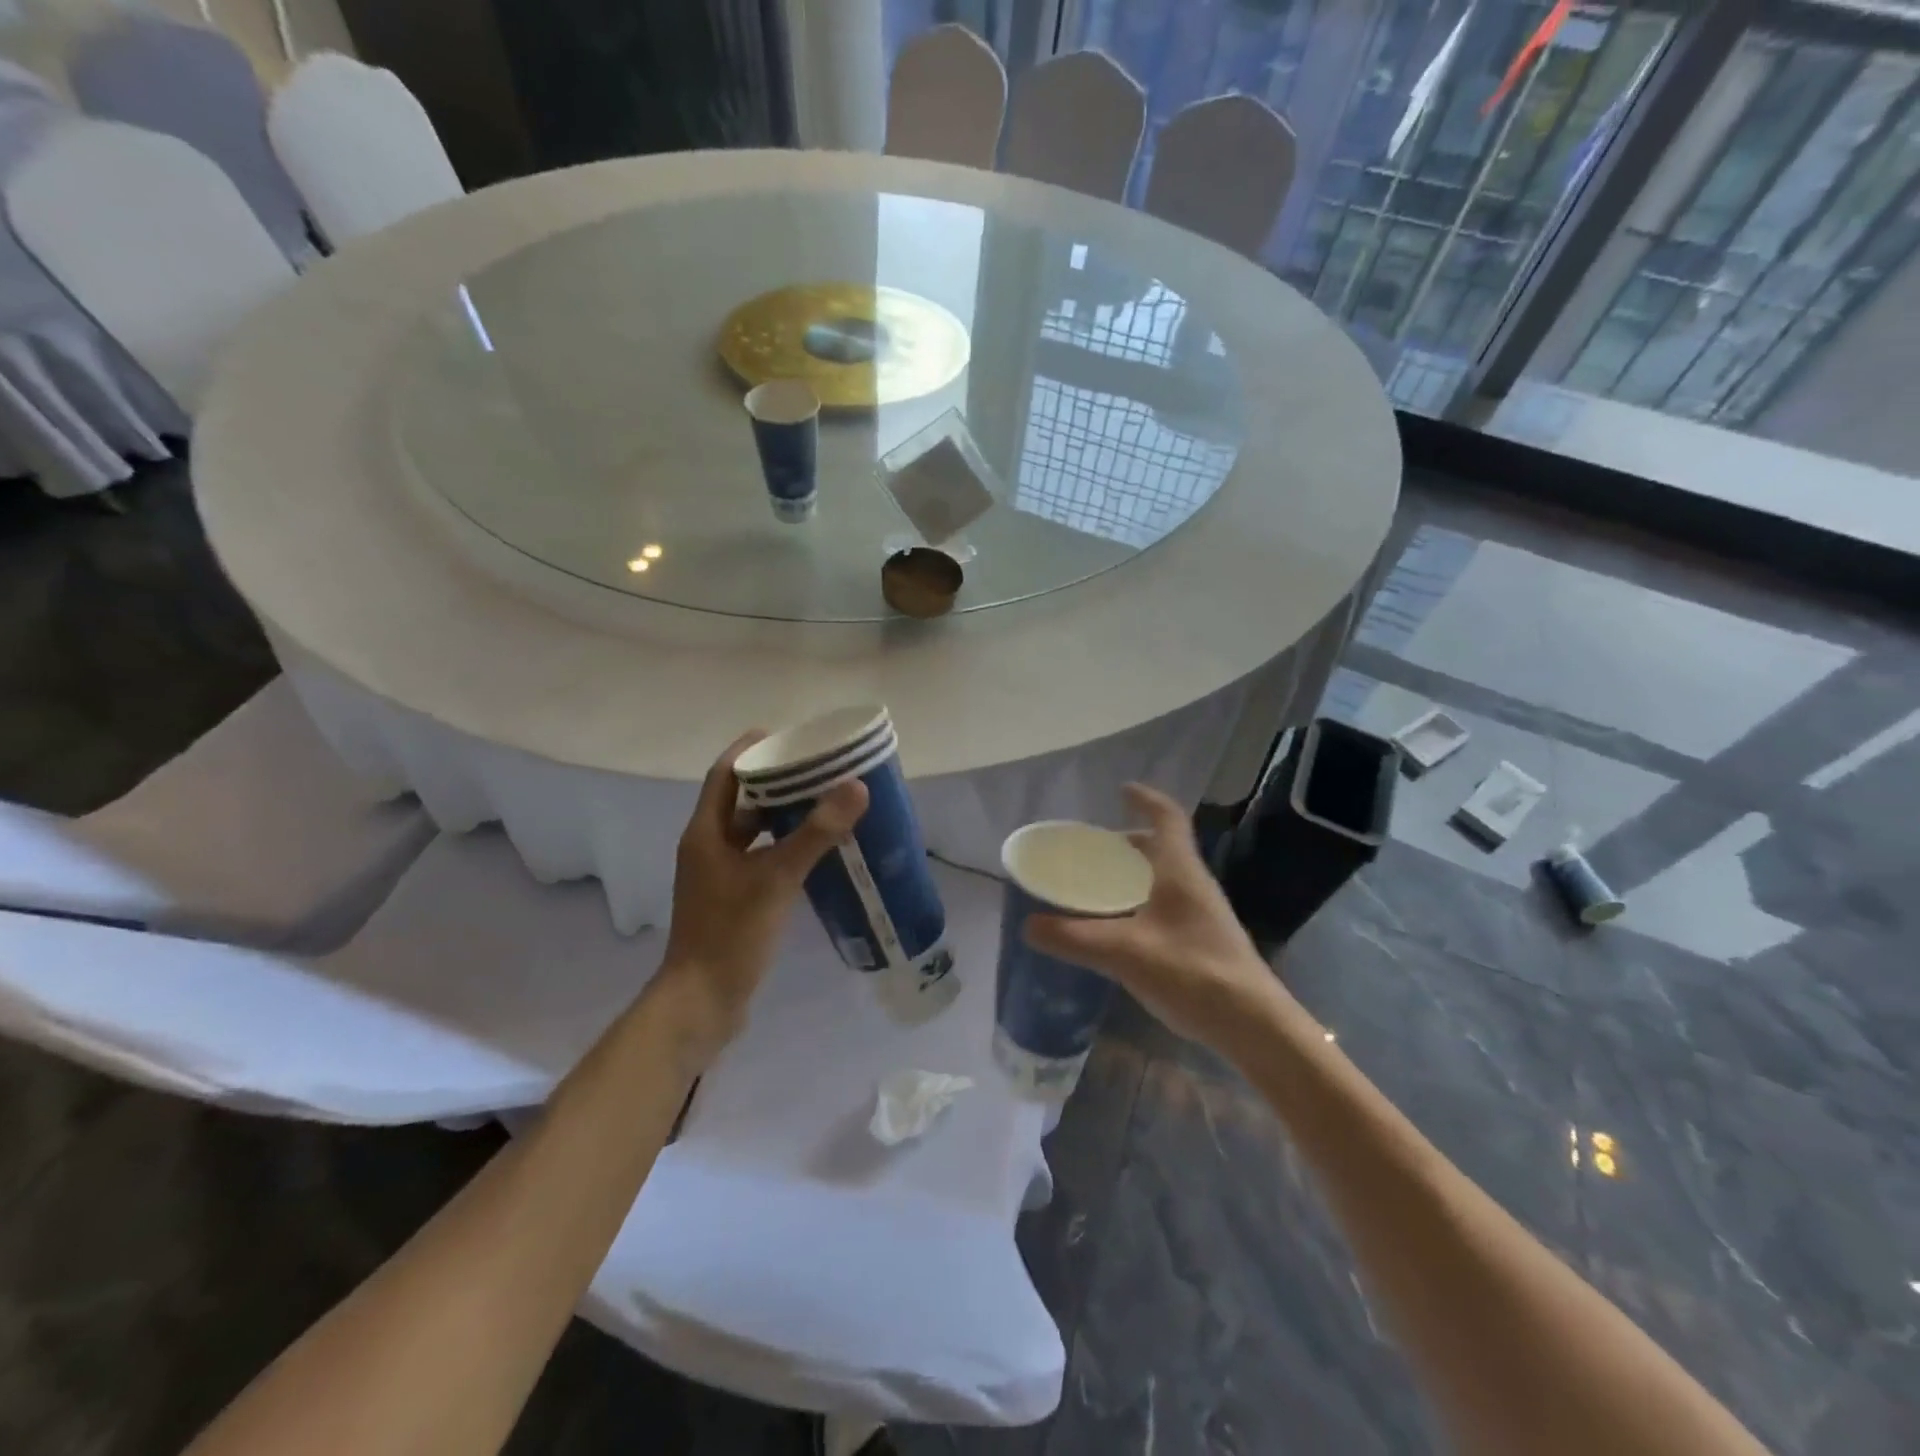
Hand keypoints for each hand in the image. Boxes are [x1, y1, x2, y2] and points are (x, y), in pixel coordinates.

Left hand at [659, 734, 867, 1061]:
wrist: (703, 1001)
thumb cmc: (732, 932)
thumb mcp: (777, 878)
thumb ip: (816, 832)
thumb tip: (855, 787)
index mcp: (705, 833)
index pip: (725, 774)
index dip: (751, 750)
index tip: (787, 735)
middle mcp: (708, 848)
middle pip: (740, 801)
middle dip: (775, 782)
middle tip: (817, 769)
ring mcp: (719, 876)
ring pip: (752, 833)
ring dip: (782, 816)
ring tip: (823, 803)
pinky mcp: (733, 900)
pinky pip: (761, 859)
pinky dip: (784, 847)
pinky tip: (816, 852)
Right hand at [1024, 784, 1290, 1054]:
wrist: (1253, 1026)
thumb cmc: (1193, 974)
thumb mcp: (1125, 953)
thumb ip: (1074, 938)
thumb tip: (1028, 925)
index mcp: (1180, 871)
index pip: (1167, 818)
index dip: (1145, 799)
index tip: (1121, 791)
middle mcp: (1193, 884)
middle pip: (1162, 847)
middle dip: (1128, 842)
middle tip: (1093, 850)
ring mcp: (1201, 913)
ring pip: (1164, 877)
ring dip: (1134, 873)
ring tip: (1098, 887)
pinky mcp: (1202, 939)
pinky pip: (1165, 904)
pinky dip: (1139, 902)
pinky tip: (1119, 929)